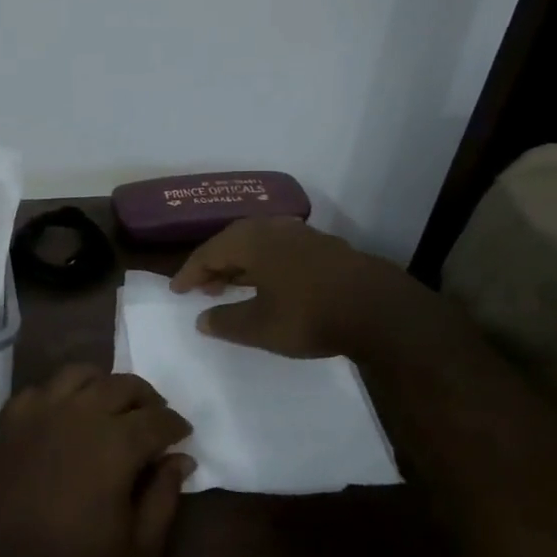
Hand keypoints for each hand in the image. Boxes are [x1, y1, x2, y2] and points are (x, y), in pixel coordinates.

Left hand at [0, 366, 193, 556]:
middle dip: (147, 398)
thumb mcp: (139, 550)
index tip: (183, 434)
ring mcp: (43, 409)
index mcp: (118, 442)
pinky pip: (45, 386)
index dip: (176, 424)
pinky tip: (67, 411)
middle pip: (123, 385)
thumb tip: (181, 460)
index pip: (158, 419)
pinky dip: (63, 391)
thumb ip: (165, 499)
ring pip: (83, 374)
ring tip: (113, 403)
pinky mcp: (13, 417)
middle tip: (154, 416)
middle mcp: (83, 412)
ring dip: (105, 383)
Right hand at [169, 217, 419, 357]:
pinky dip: (265, 263)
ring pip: (258, 243)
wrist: (379, 310)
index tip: (176, 290)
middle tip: (203, 288)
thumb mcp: (260, 327)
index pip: (208, 252)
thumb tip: (201, 320)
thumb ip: (226, 322)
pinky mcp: (324, 246)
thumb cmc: (309, 316)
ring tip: (232, 285)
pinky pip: (280, 248)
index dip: (190, 272)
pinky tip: (270, 282)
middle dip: (215, 264)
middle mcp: (273, 229)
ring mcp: (301, 234)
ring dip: (240, 263)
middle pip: (232, 241)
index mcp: (251, 241)